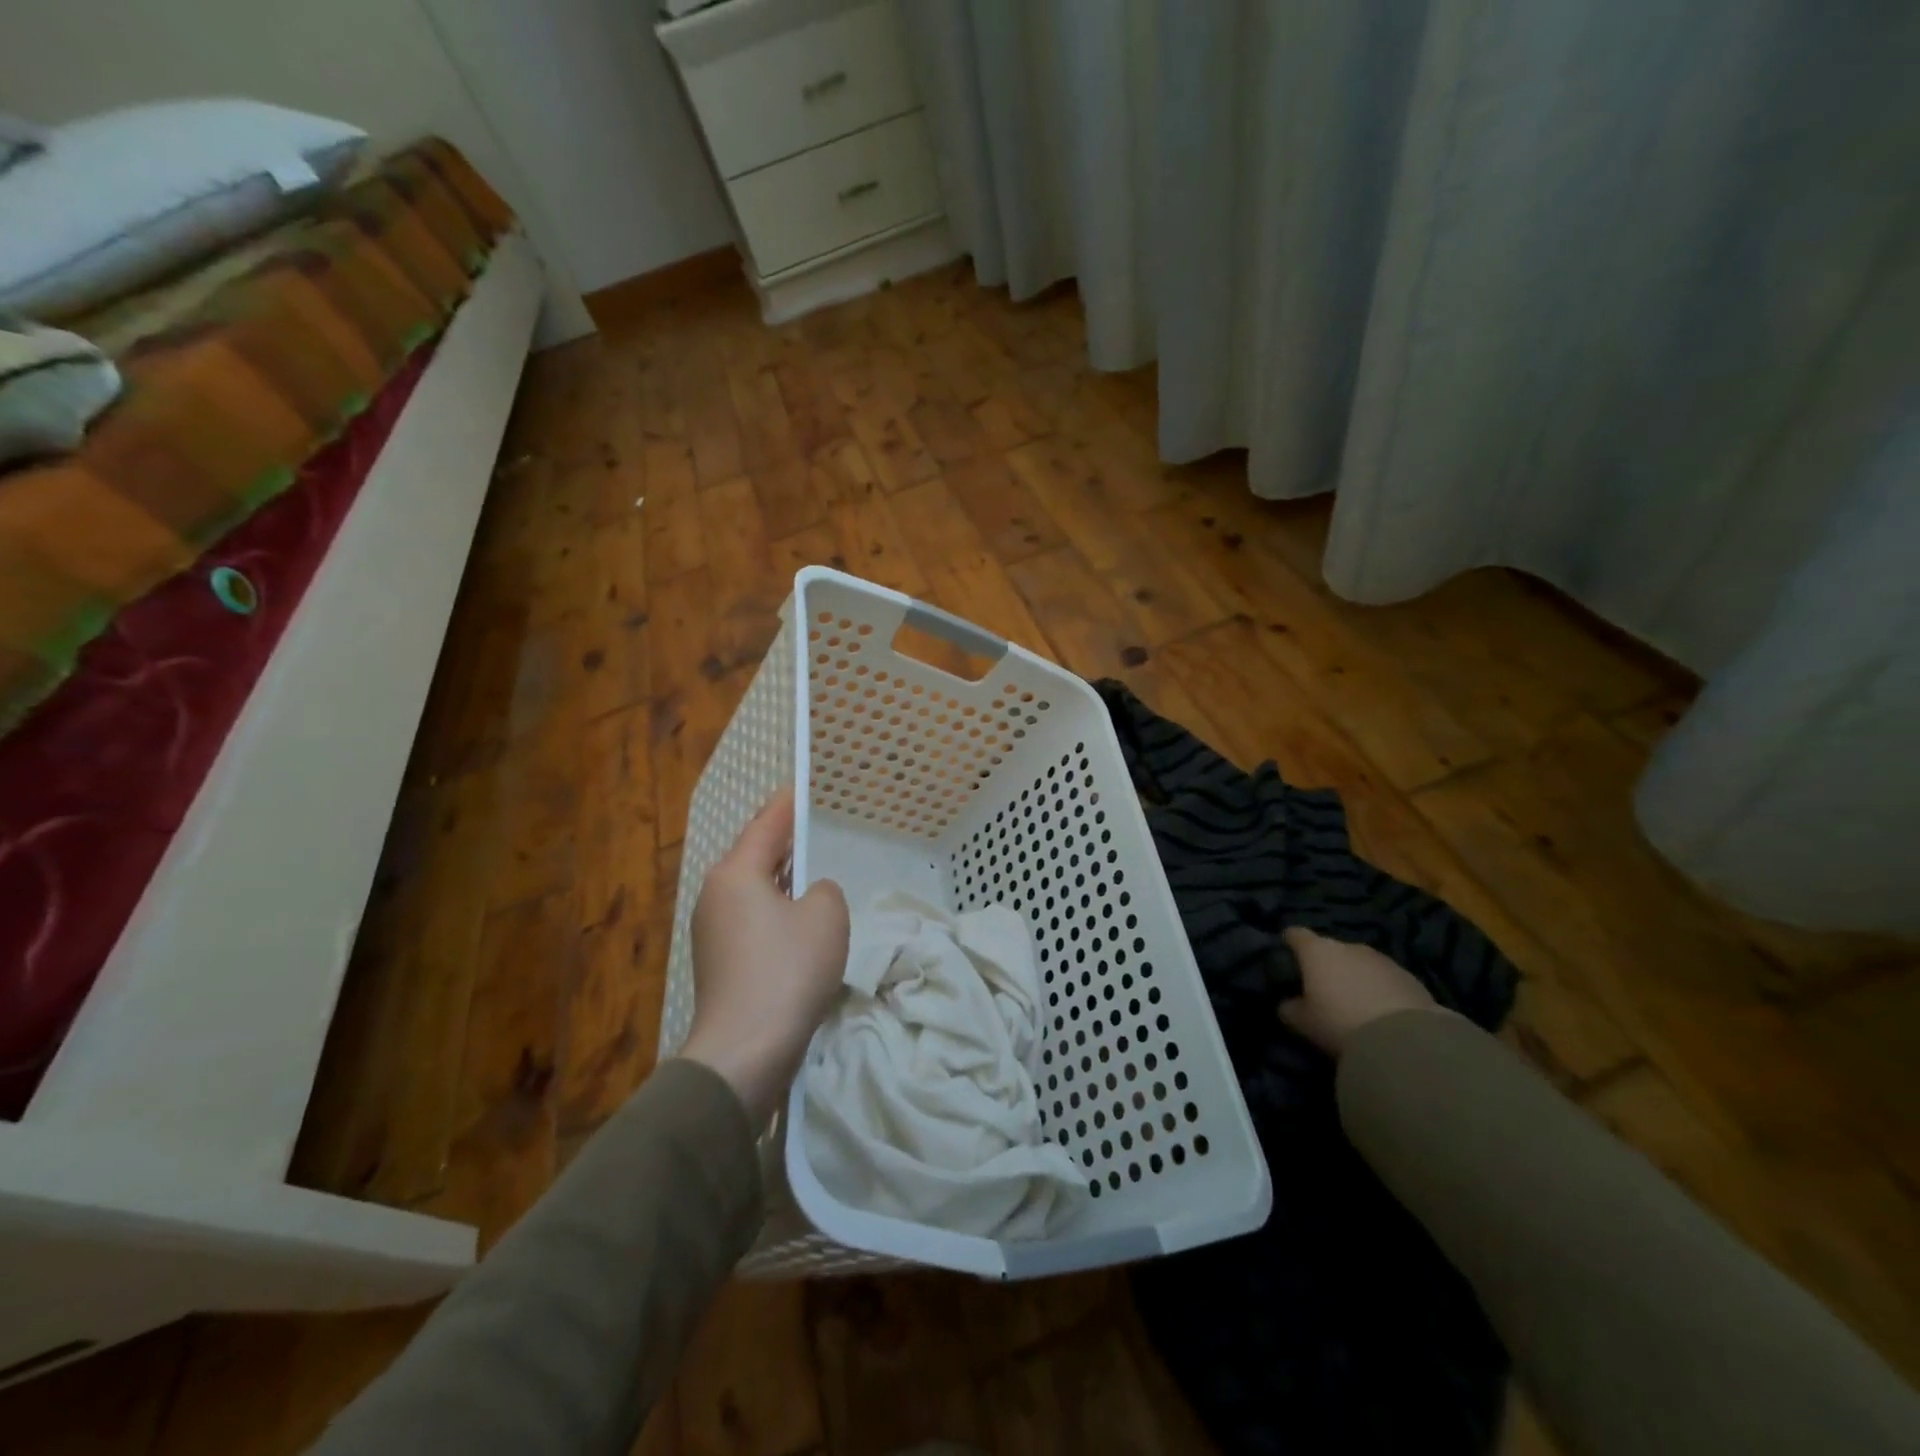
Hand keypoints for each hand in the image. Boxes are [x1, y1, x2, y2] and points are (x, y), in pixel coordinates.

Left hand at [680, 787, 849, 1124]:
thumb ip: (824, 890)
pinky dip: (777, 913)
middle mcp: (715, 895)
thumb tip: (809, 897)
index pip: (766, 824)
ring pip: (754, 891)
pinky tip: (801, 924)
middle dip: (786, 843)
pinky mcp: (719, 963)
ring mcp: (712, 931)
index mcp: (736, 873)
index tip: (802, 787)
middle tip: (816, 829)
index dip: (788, 804)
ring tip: (814, 874)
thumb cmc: (787, 970)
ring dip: (783, 882)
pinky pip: (753, 921)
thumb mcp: (826, 916)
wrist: (744, 1051)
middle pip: (755, 856)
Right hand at [1279, 926, 1439, 1055]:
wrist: (1405, 1041)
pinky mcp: (1409, 977)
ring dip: (1354, 976)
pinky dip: (1379, 988)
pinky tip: (1380, 1011)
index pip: (1295, 934)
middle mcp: (1348, 946)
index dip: (1288, 942)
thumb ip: (1289, 1008)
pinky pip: (1384, 978)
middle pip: (1330, 949)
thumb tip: (1287, 1003)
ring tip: (1354, 1001)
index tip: (1285, 954)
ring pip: (1359, 963)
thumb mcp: (1303, 1022)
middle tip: (1321, 987)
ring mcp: (1381, 959)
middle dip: (1325, 964)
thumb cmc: (1340, 1023)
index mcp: (1317, 951)